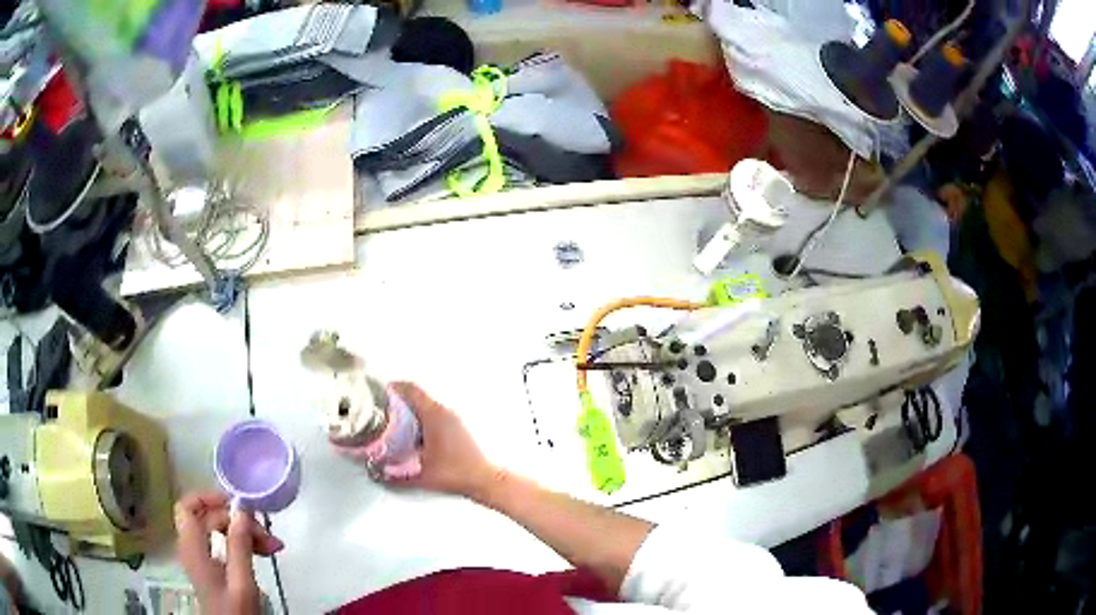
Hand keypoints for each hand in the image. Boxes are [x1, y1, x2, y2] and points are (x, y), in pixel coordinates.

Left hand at [174, 491, 283, 613]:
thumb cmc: (235, 611)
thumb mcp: (241, 582)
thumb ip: (239, 546)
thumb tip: (242, 511)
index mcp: (193, 548)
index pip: (188, 506)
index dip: (209, 497)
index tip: (237, 504)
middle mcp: (191, 547)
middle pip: (207, 517)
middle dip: (237, 520)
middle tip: (268, 534)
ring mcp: (200, 557)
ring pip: (216, 529)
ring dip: (242, 532)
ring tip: (271, 545)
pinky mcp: (210, 567)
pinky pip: (221, 543)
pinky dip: (240, 543)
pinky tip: (260, 552)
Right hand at [388, 382, 504, 500]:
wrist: (482, 479)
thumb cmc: (456, 473)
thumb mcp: (420, 475)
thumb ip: (396, 476)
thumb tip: (380, 475)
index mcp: (434, 415)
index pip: (412, 390)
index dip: (395, 387)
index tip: (382, 390)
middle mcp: (444, 412)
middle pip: (418, 397)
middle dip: (400, 401)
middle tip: (384, 410)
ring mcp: (453, 419)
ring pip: (427, 406)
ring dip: (411, 410)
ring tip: (396, 424)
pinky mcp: (457, 427)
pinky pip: (435, 414)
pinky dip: (422, 418)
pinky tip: (415, 436)